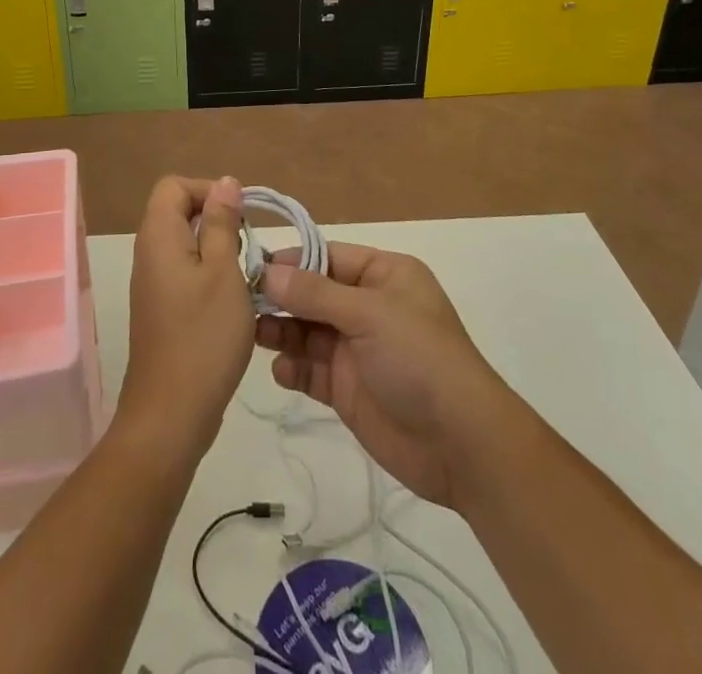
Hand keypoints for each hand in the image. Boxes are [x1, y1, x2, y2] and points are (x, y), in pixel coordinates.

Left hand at [118, 176, 254, 461]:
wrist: (171, 413)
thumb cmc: (203, 336)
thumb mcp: (224, 272)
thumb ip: (223, 223)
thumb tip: (225, 182)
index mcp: (158, 236)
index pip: (174, 186)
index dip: (207, 190)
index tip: (239, 215)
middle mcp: (148, 252)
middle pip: (177, 211)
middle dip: (216, 218)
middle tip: (247, 245)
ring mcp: (152, 282)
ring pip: (184, 242)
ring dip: (216, 247)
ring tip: (245, 272)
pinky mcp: (160, 307)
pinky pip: (183, 270)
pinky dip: (208, 272)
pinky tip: (232, 299)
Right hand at [257, 243, 512, 508]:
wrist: (461, 445)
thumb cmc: (420, 359)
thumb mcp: (369, 314)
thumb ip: (314, 293)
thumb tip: (267, 272)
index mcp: (384, 275)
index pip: (327, 256)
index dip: (291, 260)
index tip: (250, 266)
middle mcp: (369, 306)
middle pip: (313, 293)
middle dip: (280, 297)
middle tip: (240, 302)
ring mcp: (357, 348)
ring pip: (307, 330)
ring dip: (280, 331)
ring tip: (250, 334)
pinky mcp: (348, 388)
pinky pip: (311, 369)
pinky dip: (293, 367)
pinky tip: (281, 371)